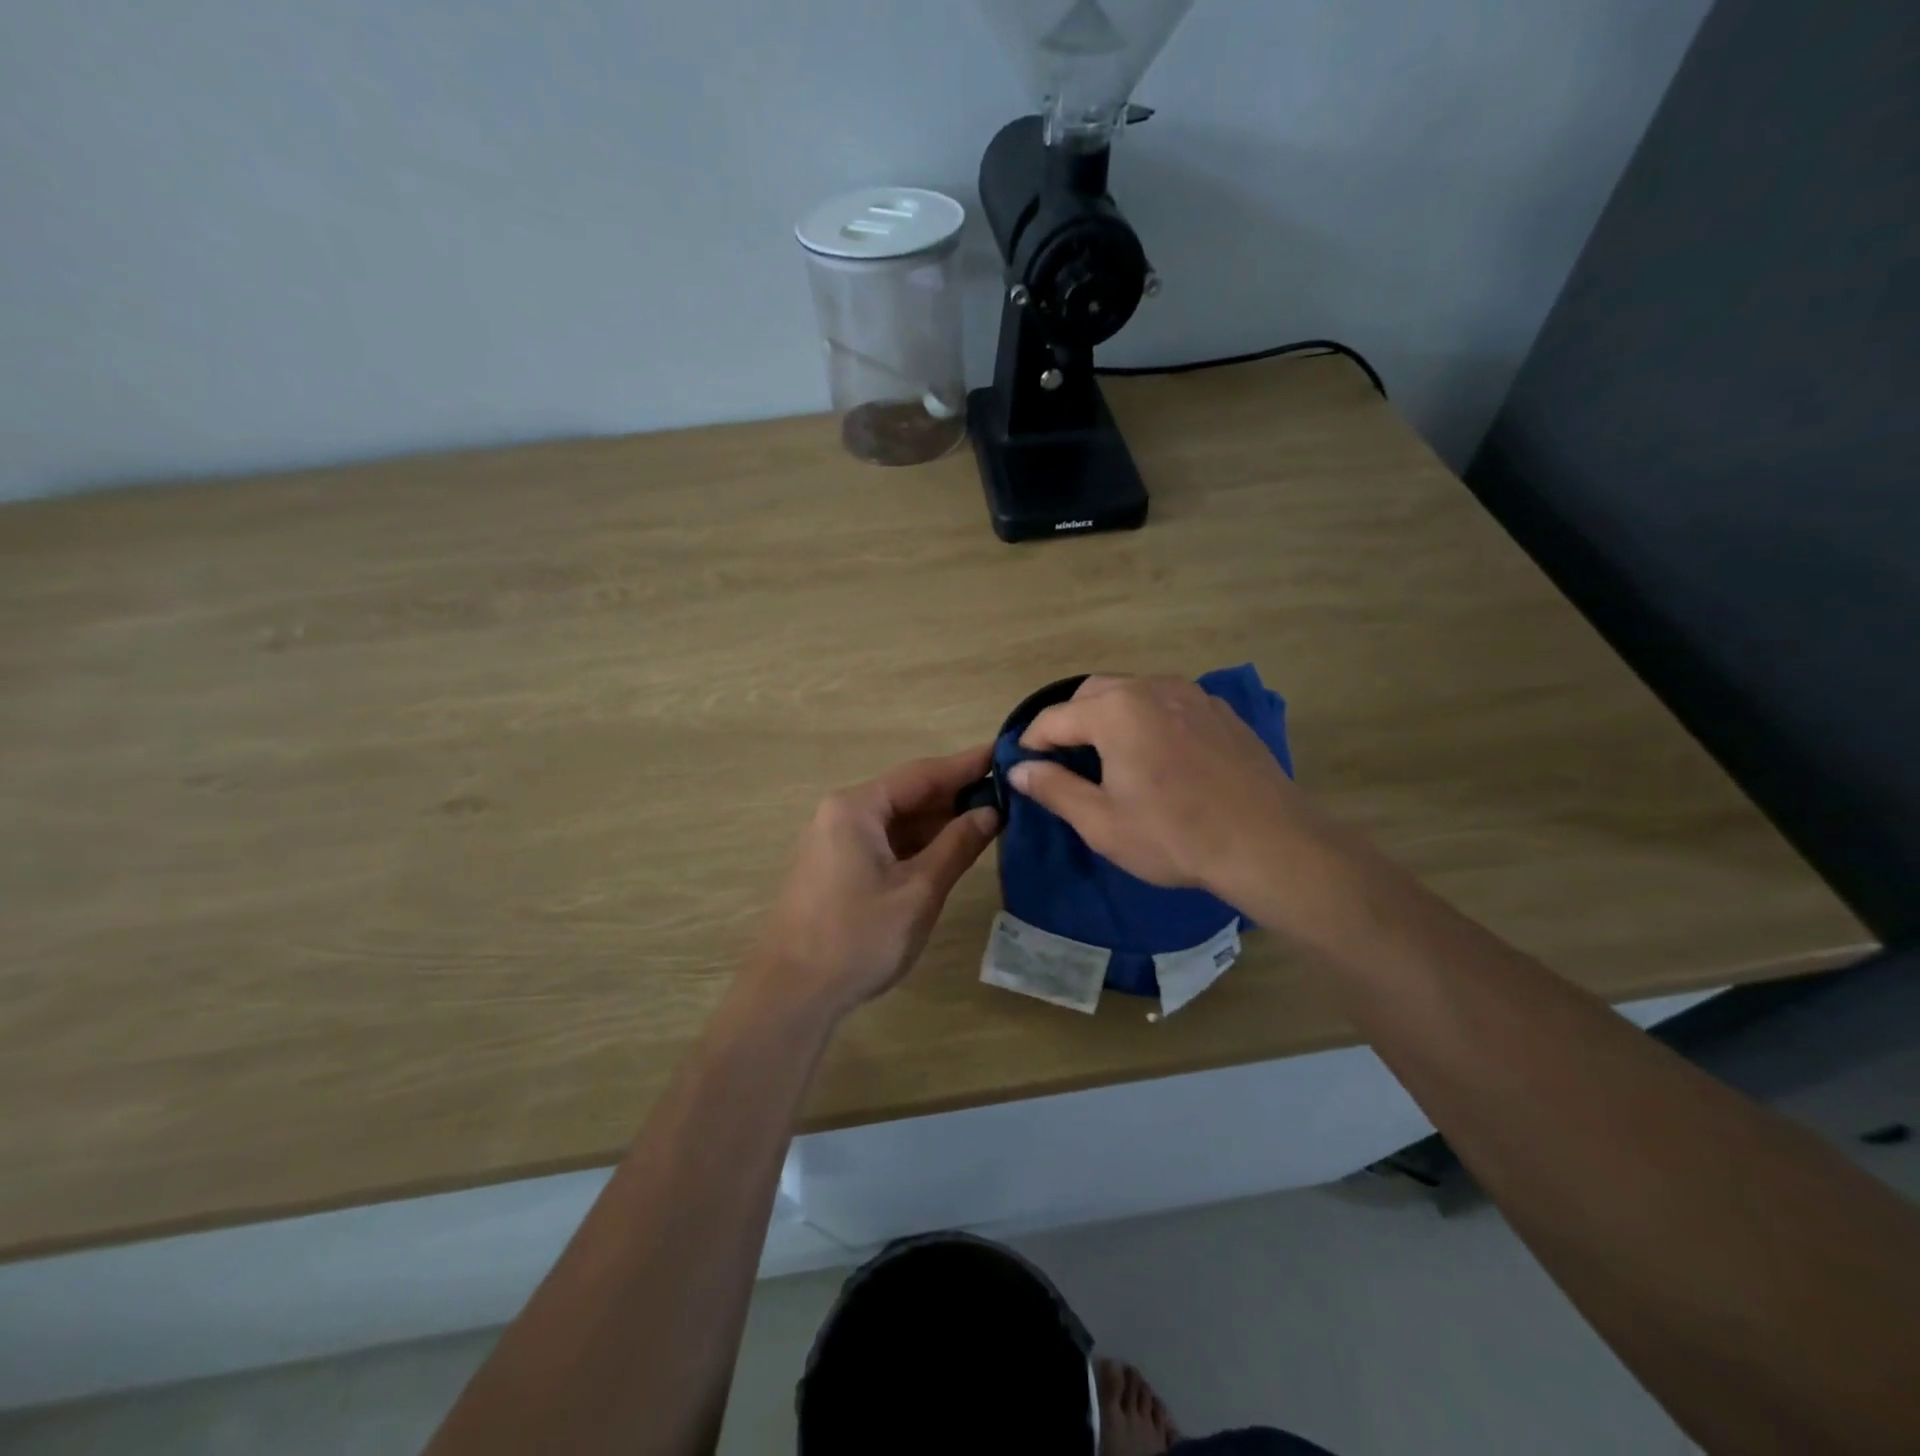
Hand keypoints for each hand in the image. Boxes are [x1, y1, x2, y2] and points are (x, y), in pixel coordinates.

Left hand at [743, 745, 999, 1018]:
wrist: (792, 993)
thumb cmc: (858, 937)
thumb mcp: (918, 890)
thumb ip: (957, 846)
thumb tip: (991, 812)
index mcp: (856, 808)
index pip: (922, 774)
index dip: (966, 765)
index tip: (1004, 753)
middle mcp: (841, 814)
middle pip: (907, 794)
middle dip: (955, 795)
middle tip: (1007, 792)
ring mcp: (835, 841)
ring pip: (897, 820)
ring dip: (938, 821)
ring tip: (989, 818)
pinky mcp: (836, 867)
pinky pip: (884, 842)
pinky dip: (918, 843)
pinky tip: (951, 848)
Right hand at [1010, 675, 1307, 897]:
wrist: (1268, 843)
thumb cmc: (1174, 836)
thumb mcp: (1102, 822)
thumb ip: (1054, 788)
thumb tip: (1019, 769)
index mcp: (1115, 711)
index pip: (1054, 718)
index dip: (1031, 742)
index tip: (1023, 766)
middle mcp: (1151, 687)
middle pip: (1092, 693)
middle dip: (1069, 721)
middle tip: (1064, 760)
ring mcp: (1192, 694)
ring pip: (1132, 692)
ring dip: (1109, 716)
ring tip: (1109, 756)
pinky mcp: (1220, 710)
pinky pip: (1168, 702)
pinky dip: (1147, 718)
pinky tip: (1157, 755)